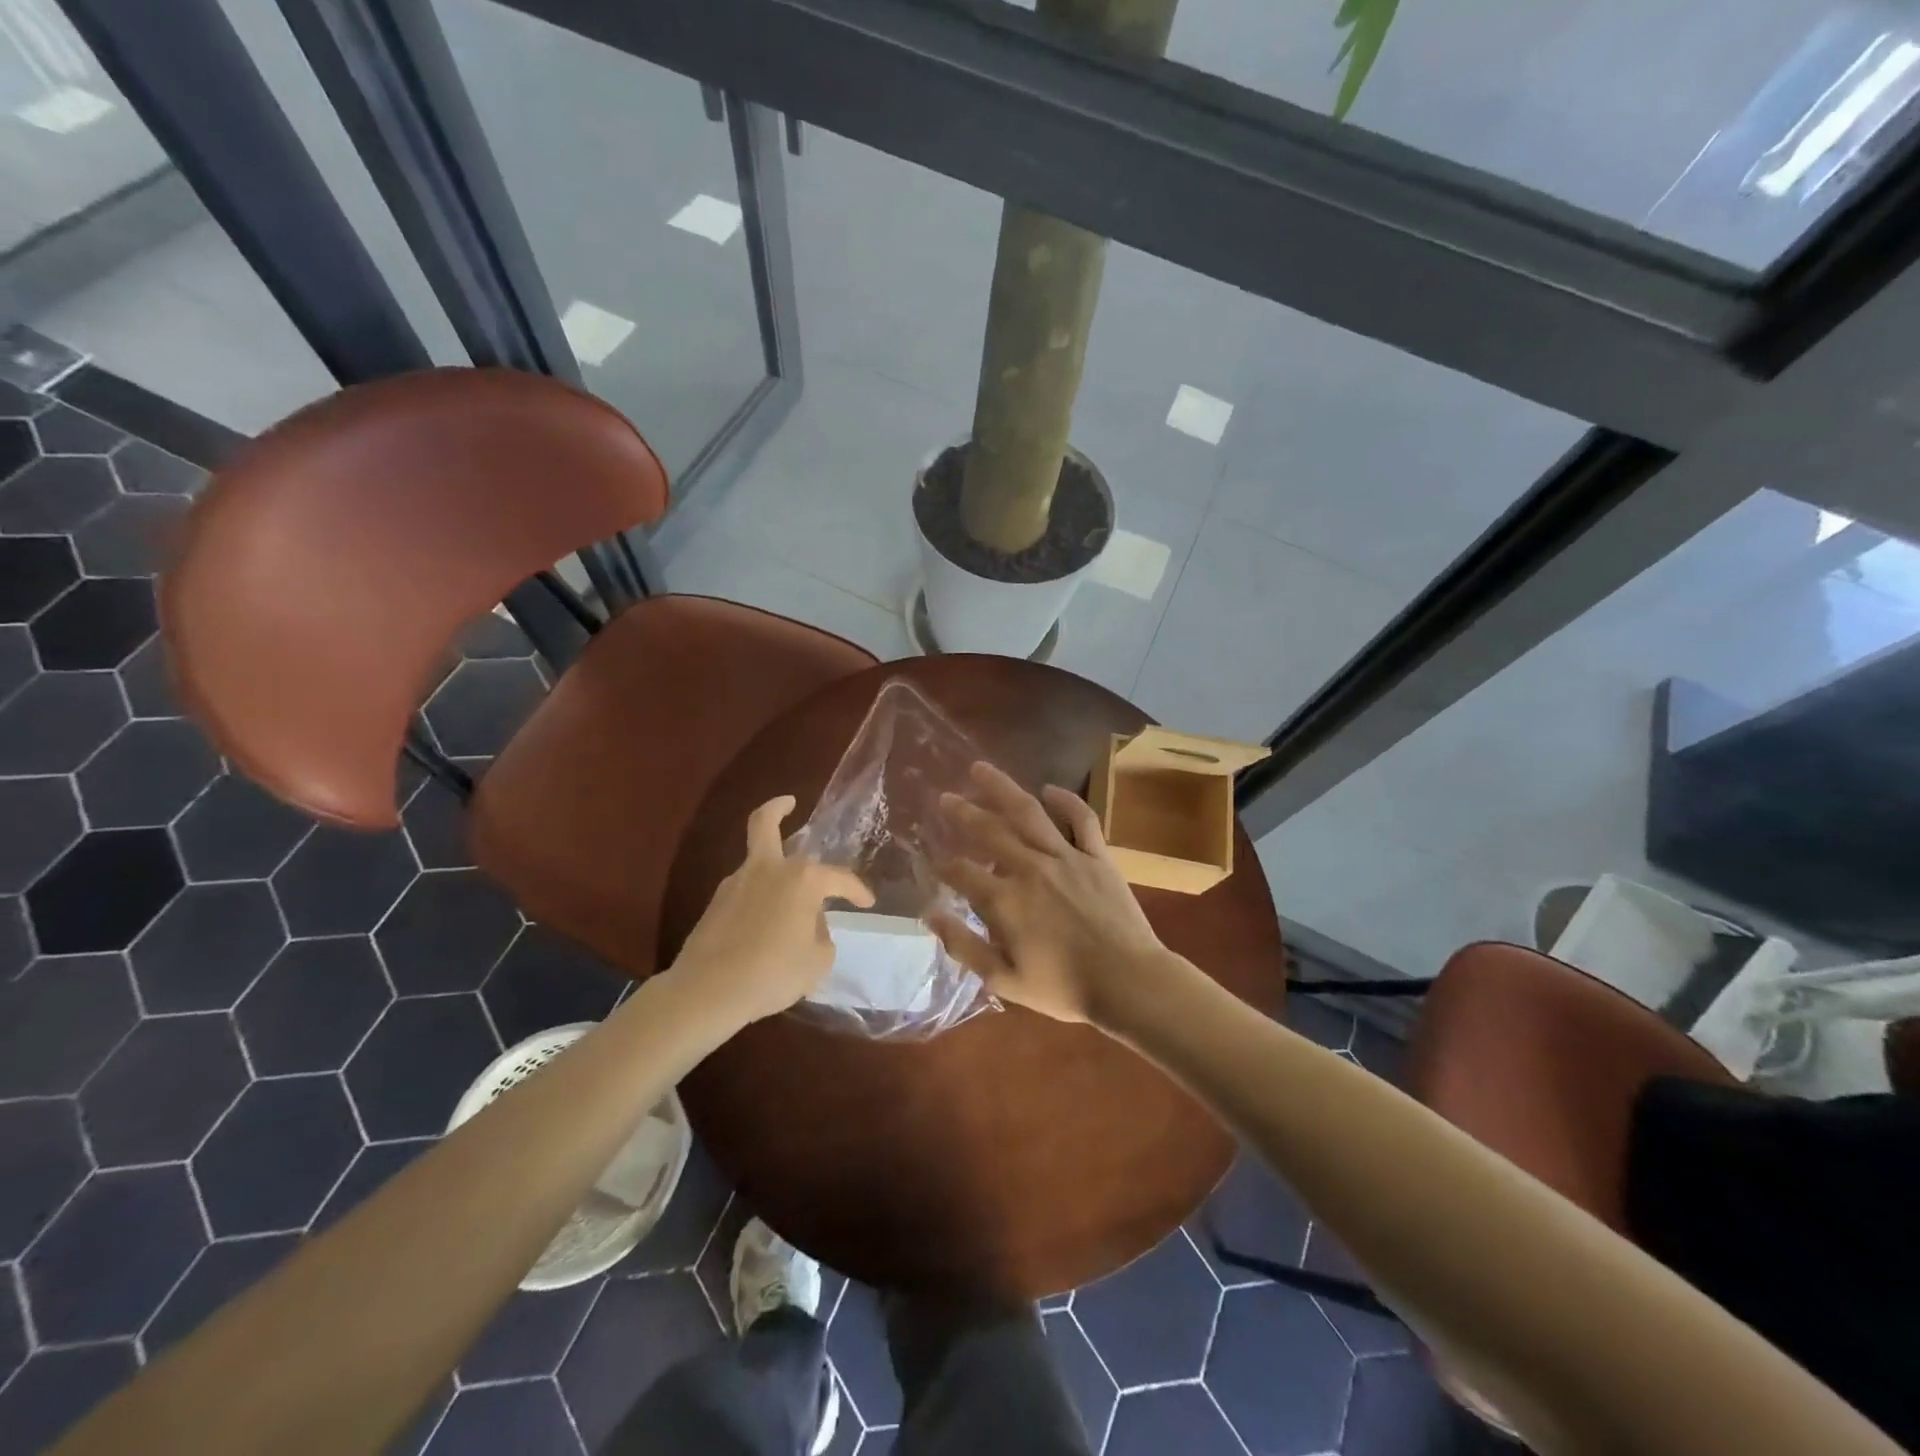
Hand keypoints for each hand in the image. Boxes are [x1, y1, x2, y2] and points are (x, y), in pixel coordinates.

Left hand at [670, 795, 872, 1026]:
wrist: (707, 990)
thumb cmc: (773, 972)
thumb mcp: (818, 961)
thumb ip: (822, 935)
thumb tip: (812, 923)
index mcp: (802, 879)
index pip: (839, 878)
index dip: (857, 890)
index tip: (867, 903)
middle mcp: (768, 869)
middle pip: (766, 823)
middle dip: (778, 808)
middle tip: (790, 803)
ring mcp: (736, 882)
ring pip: (756, 857)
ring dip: (771, 861)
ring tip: (789, 894)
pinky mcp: (715, 903)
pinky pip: (745, 889)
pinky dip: (758, 895)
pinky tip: (765, 921)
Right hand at [930, 762, 1171, 1025]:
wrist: (1129, 982)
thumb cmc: (1064, 988)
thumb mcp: (1004, 980)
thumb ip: (964, 946)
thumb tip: (930, 914)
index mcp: (1005, 901)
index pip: (962, 873)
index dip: (945, 867)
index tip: (936, 863)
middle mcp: (1030, 868)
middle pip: (989, 831)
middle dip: (962, 812)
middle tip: (945, 797)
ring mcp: (1066, 856)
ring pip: (1028, 812)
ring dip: (1001, 787)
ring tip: (980, 769)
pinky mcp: (1097, 855)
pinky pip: (1080, 819)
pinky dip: (1065, 800)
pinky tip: (1049, 788)